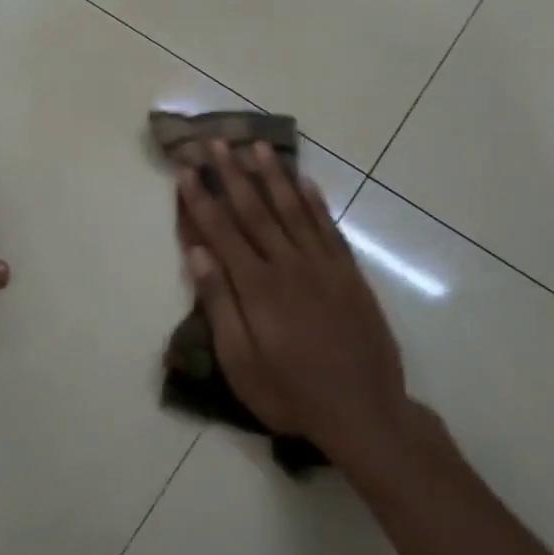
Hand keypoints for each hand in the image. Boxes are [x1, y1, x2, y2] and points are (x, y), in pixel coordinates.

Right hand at [177, 140, 407, 461]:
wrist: (365, 413)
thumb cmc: (291, 393)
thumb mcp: (241, 362)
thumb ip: (219, 303)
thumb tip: (197, 252)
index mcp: (257, 286)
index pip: (222, 231)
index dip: (202, 198)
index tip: (188, 169)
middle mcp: (289, 265)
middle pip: (255, 210)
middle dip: (232, 173)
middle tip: (217, 141)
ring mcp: (323, 266)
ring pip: (293, 209)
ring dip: (273, 175)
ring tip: (257, 146)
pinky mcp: (349, 274)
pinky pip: (328, 227)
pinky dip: (314, 202)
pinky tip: (304, 181)